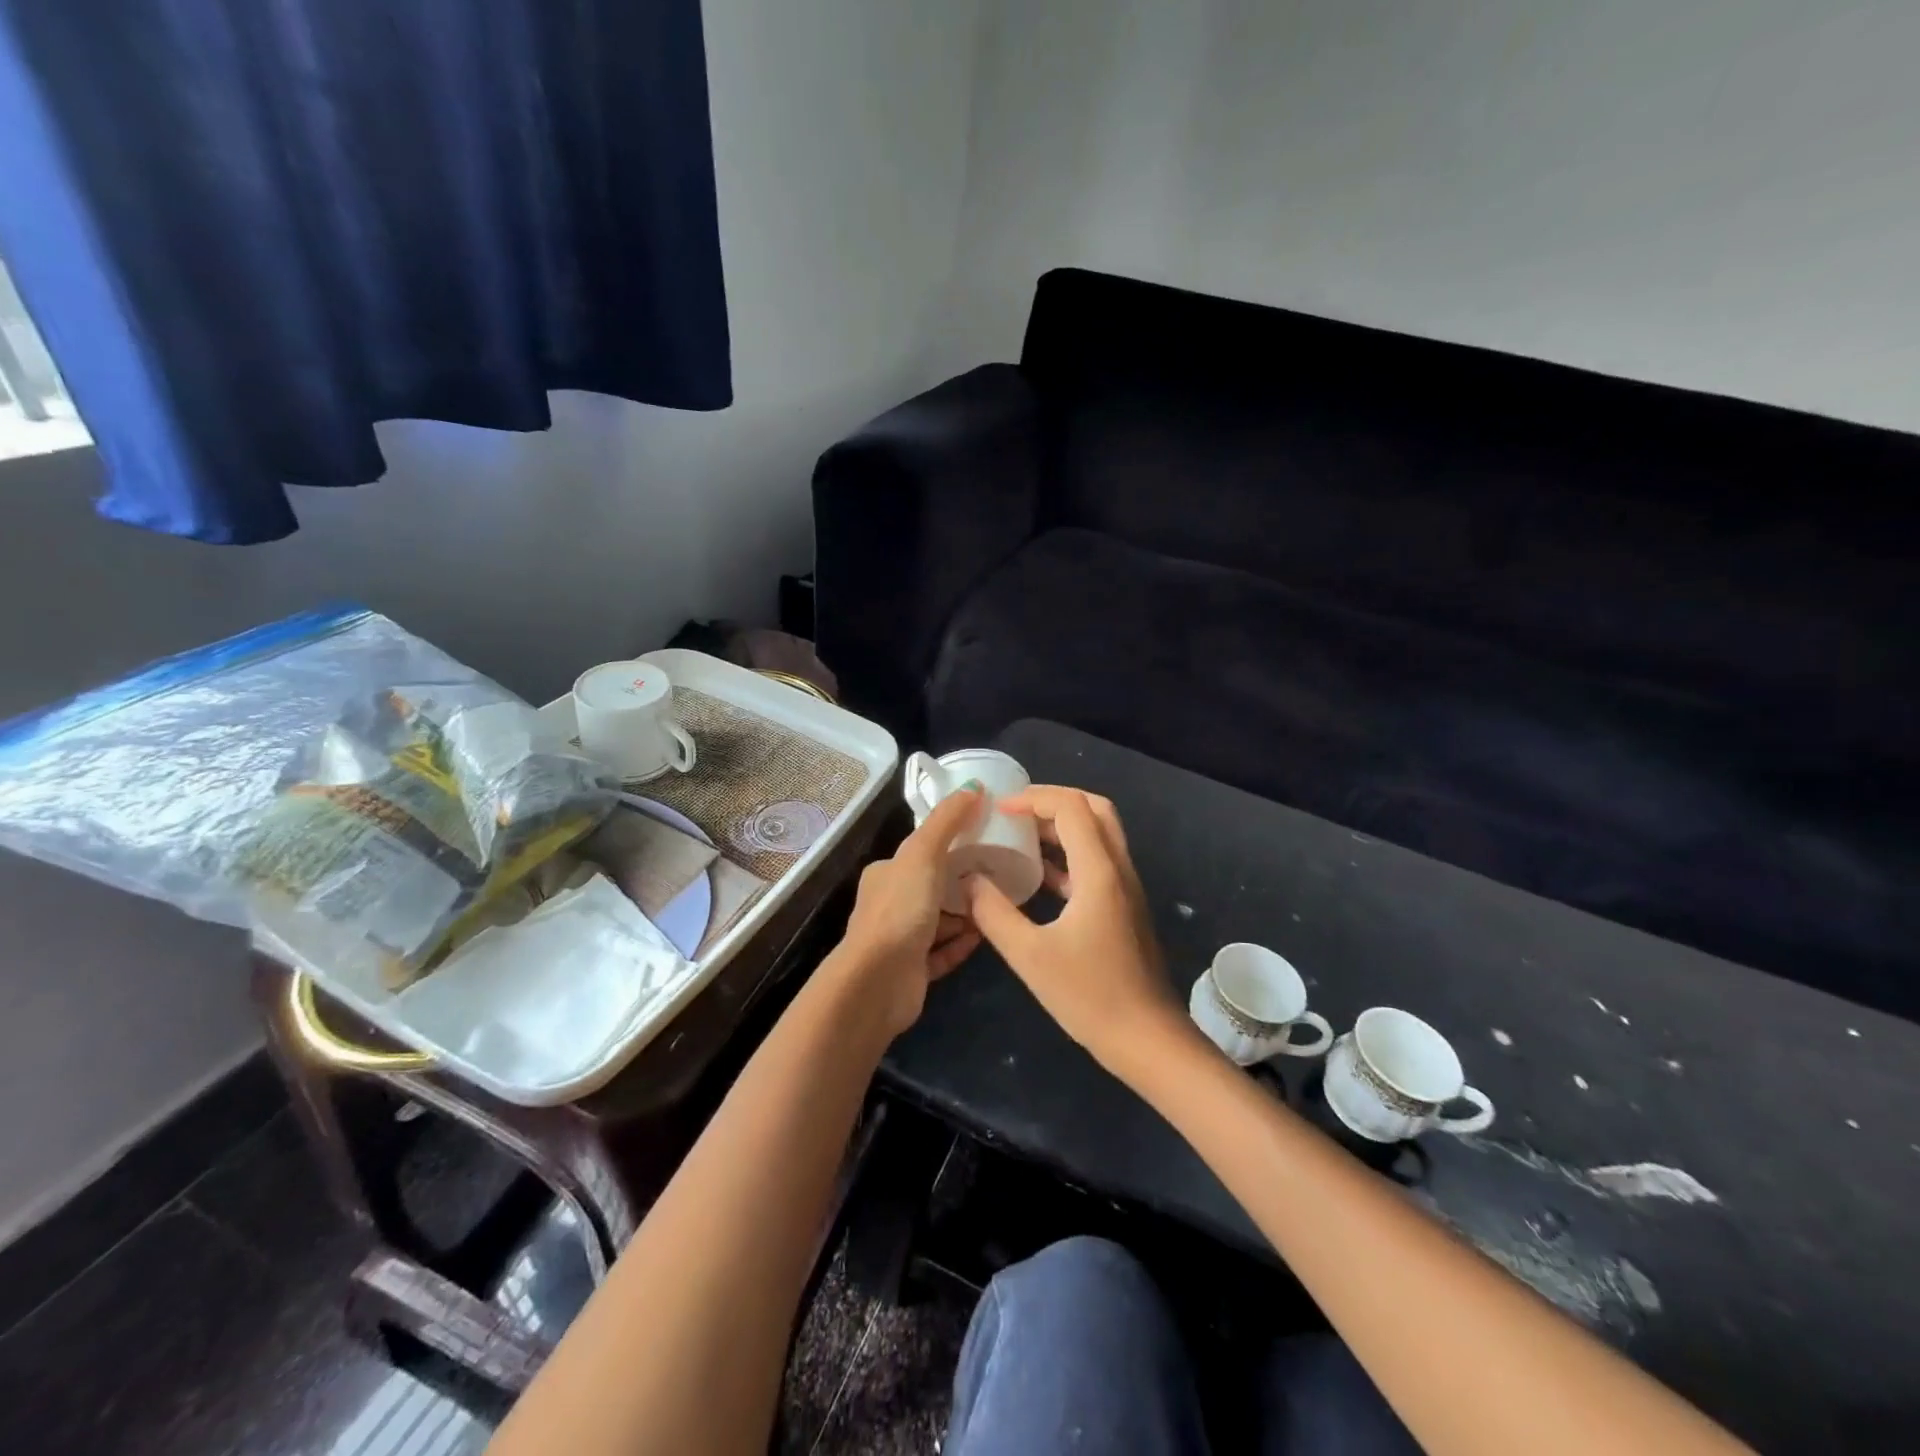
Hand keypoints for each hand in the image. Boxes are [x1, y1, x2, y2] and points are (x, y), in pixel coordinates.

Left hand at [837, 788, 984, 1036]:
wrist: (879, 981)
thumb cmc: (900, 910)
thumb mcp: (924, 853)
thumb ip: (947, 820)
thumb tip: (974, 785)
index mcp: (886, 874)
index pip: (920, 852)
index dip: (949, 844)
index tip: (983, 840)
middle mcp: (890, 903)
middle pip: (932, 887)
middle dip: (962, 883)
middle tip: (998, 876)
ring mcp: (901, 939)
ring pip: (939, 921)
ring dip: (965, 915)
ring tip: (997, 905)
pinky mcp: (913, 970)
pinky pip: (943, 952)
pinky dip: (962, 943)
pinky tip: (985, 936)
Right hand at [965, 786, 1182, 1070]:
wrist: (1148, 1040)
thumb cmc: (1090, 996)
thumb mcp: (1030, 956)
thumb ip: (994, 913)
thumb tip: (968, 880)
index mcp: (1099, 871)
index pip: (1071, 807)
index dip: (1033, 799)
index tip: (999, 810)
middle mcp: (1118, 869)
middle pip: (1094, 809)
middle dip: (1053, 801)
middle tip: (1016, 811)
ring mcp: (1126, 888)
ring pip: (1099, 835)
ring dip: (1062, 827)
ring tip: (1020, 835)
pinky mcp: (1124, 908)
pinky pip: (1098, 863)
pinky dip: (1069, 856)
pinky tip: (1039, 877)